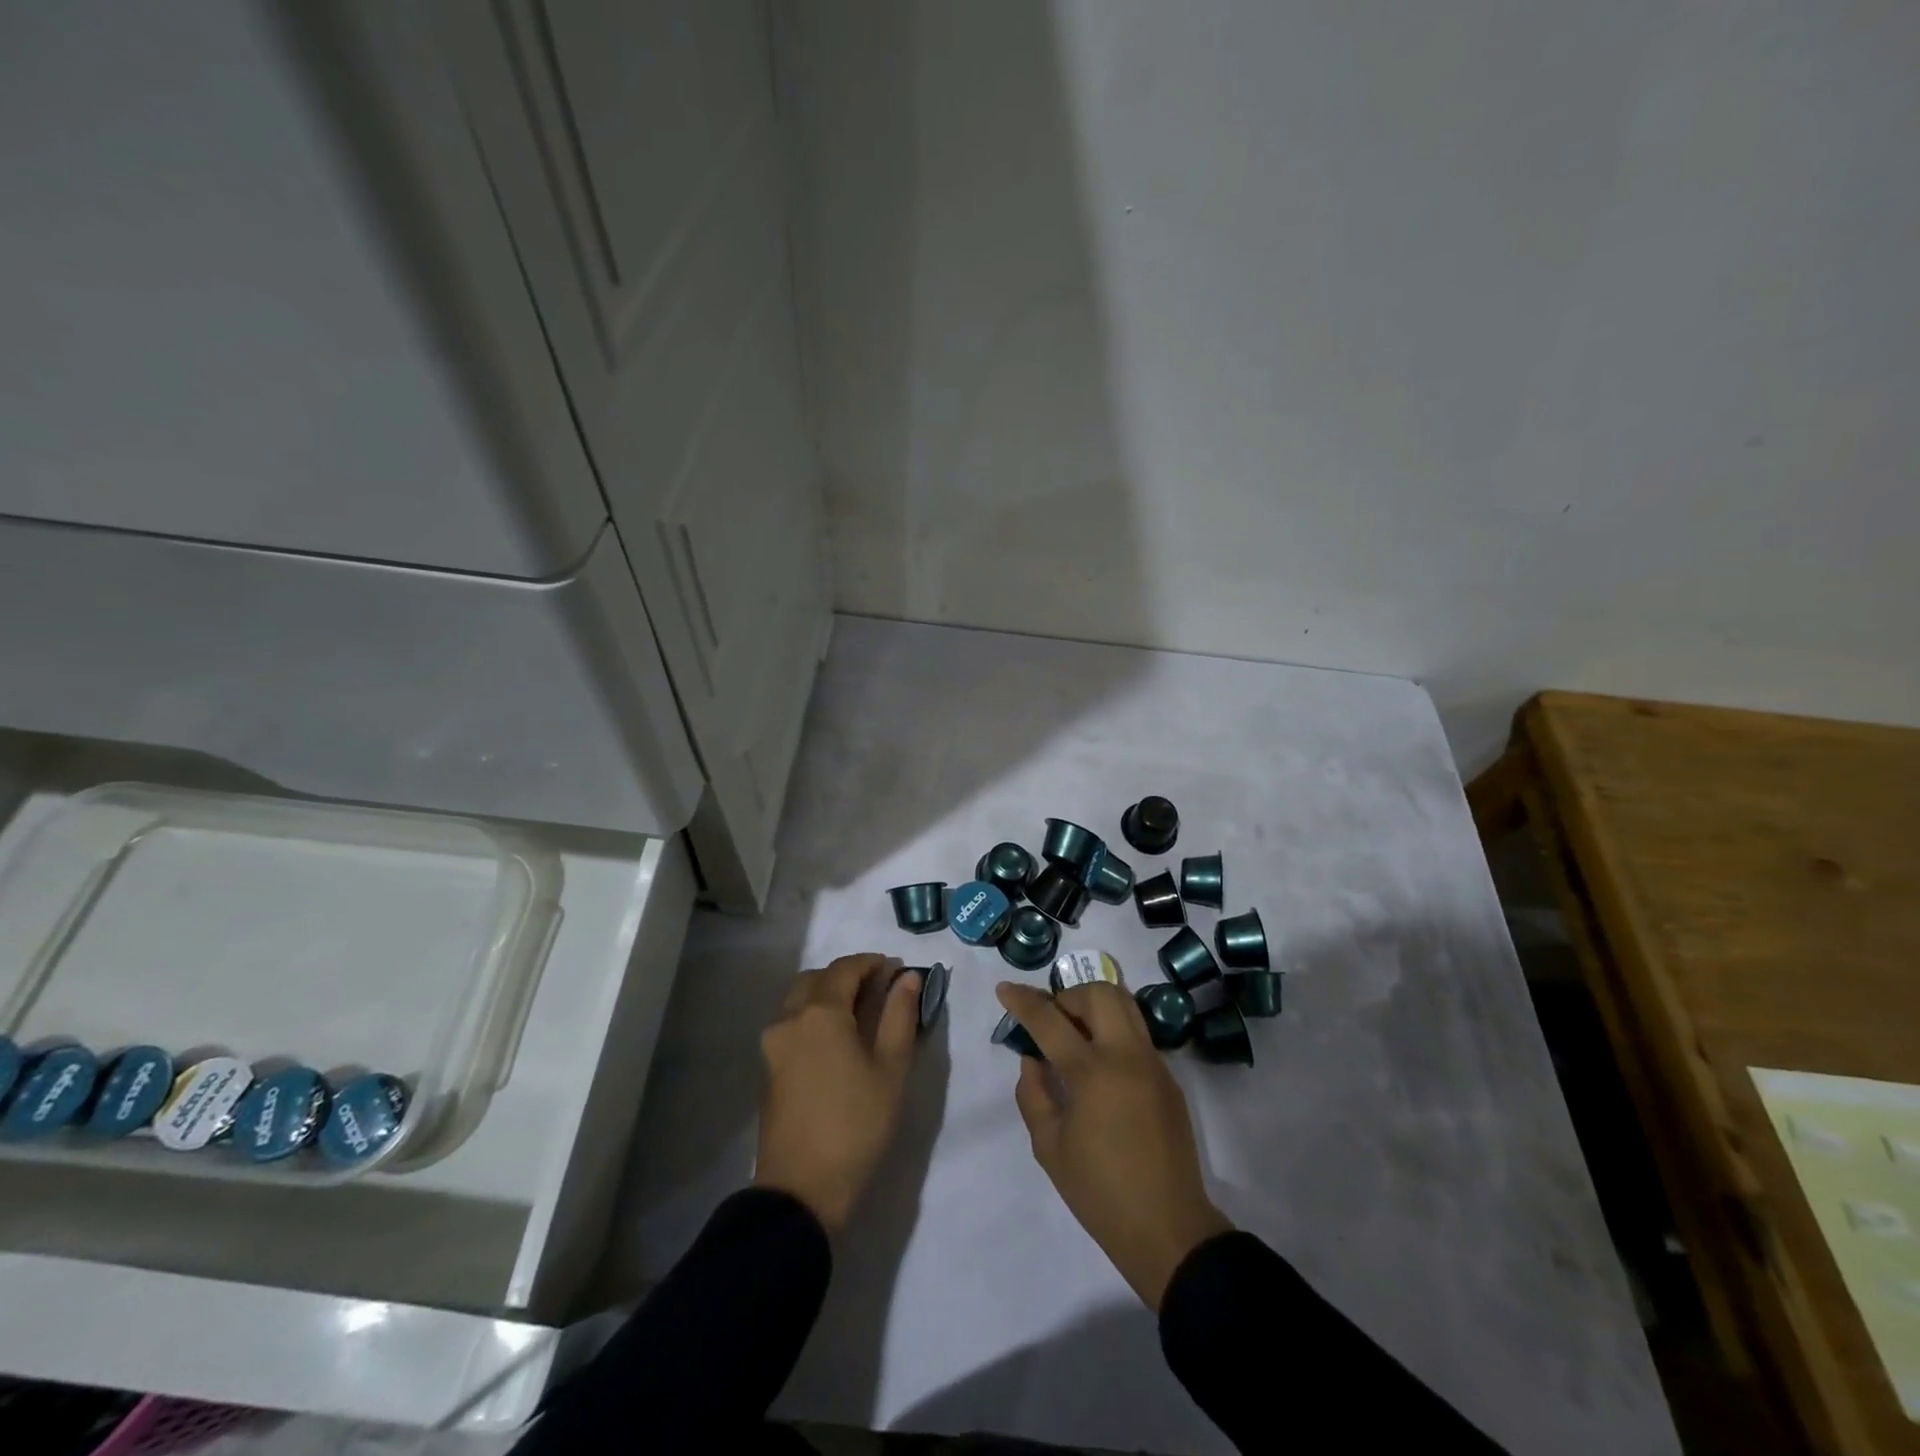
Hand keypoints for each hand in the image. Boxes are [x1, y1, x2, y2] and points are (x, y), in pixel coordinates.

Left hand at [755, 954, 920, 1233]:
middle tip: (879, 990)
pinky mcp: (768, 1067)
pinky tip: (838, 1040)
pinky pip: (793, 1024)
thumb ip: (900, 1015)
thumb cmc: (856, 1124)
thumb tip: (907, 977)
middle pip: (817, 978)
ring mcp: (773, 1043)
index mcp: (820, 1011)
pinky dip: (815, 1017)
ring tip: (861, 1015)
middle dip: (848, 976)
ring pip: (800, 1000)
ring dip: (828, 995)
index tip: (896, 970)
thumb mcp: (891, 1068)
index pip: (846, 967)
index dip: (872, 963)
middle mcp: (790, 1017)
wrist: (802, 1189)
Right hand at [998, 981, 1232, 1310]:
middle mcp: (1127, 1056)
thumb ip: (1033, 1094)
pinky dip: (1113, 1030)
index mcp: (1093, 1074)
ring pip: (1125, 1004)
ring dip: (1094, 1006)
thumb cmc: (1100, 1192)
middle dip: (1068, 996)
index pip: (1050, 1020)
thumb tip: (1033, 1060)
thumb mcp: (1049, 1147)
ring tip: (1074, 1034)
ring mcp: (1153, 1063)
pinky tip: (1099, 1064)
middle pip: (1099, 993)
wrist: (1168, 1229)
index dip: (1023, 1001)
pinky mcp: (1168, 1077)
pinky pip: (1137, 1033)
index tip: (1004, 988)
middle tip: (1051, 1022)